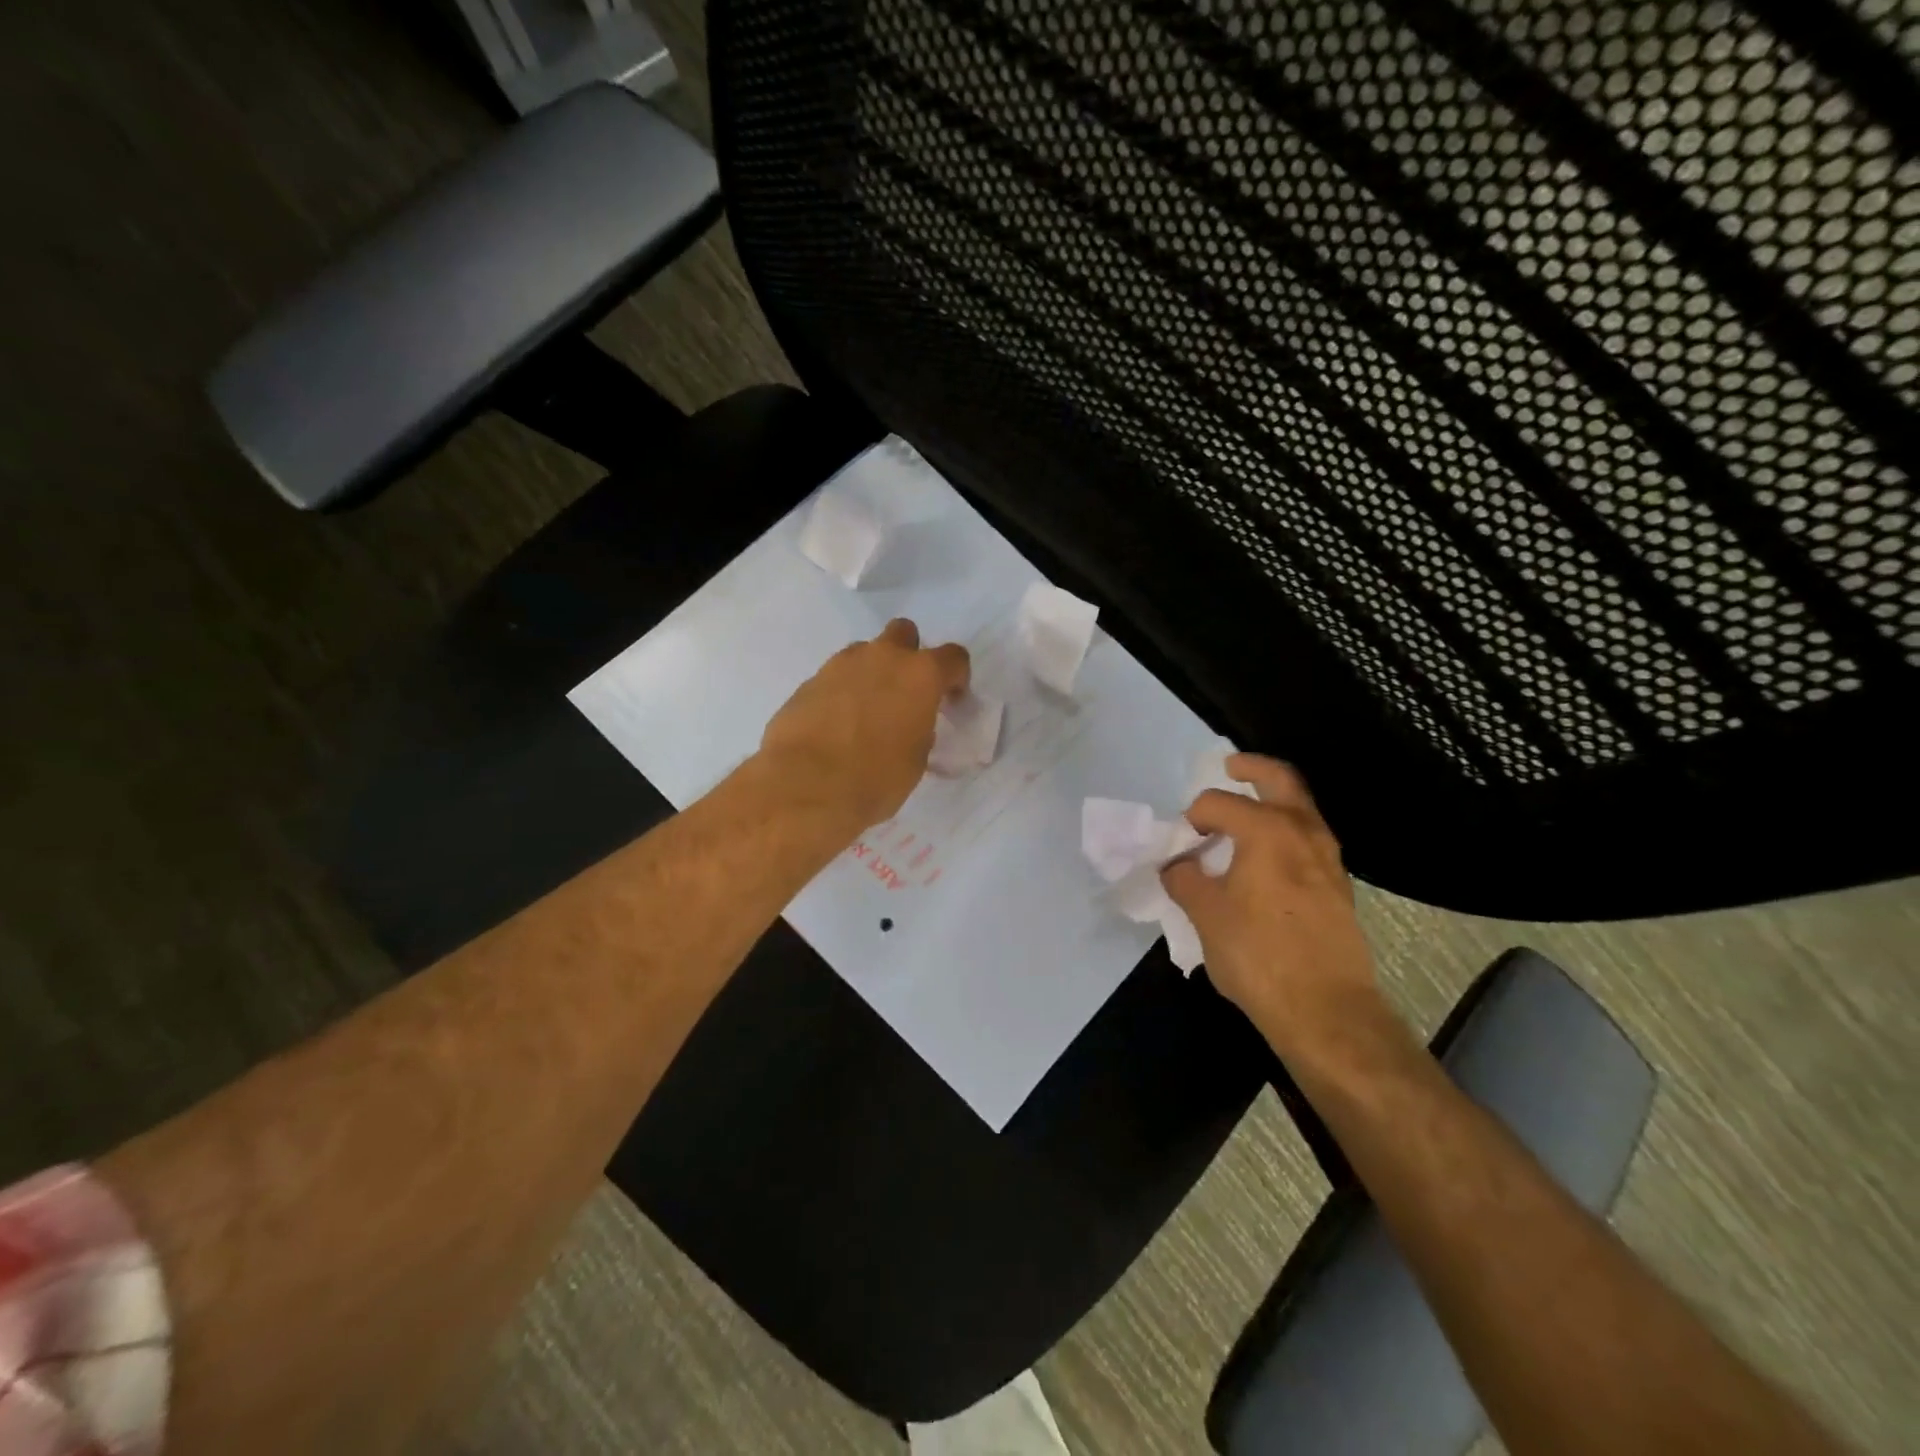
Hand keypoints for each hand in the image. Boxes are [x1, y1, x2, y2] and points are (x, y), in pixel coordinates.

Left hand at [760, 619, 970, 831]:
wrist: (807, 785)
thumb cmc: (876, 777)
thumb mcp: (916, 759)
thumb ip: (919, 729)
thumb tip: (910, 725)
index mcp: (920, 675)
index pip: (953, 658)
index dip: (956, 677)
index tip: (950, 700)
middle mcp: (882, 658)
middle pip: (903, 633)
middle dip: (908, 655)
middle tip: (905, 692)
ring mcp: (841, 665)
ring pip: (864, 653)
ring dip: (871, 673)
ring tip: (866, 712)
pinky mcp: (809, 681)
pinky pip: (834, 678)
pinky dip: (841, 694)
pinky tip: (836, 726)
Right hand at [1161, 755, 1385, 1060]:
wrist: (1326, 1011)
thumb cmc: (1258, 955)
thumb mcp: (1205, 915)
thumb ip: (1185, 879)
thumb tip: (1178, 865)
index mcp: (1267, 830)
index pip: (1219, 803)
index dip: (1193, 815)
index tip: (1181, 840)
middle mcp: (1304, 832)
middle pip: (1280, 780)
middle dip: (1252, 768)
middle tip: (1230, 767)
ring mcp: (1328, 859)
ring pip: (1301, 810)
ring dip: (1272, 802)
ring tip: (1243, 817)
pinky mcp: (1338, 887)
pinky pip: (1308, 840)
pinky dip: (1285, 833)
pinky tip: (1264, 860)